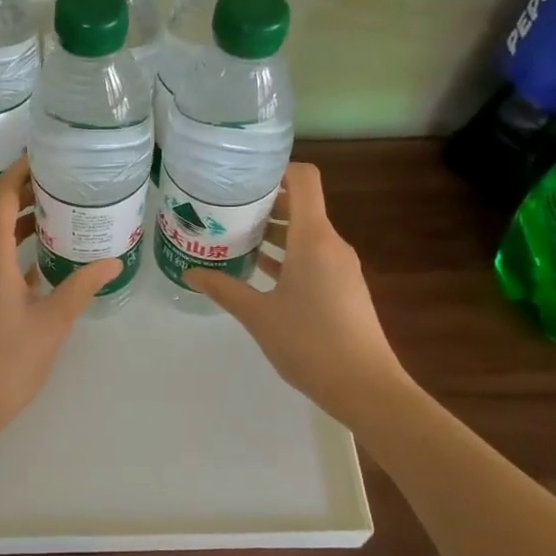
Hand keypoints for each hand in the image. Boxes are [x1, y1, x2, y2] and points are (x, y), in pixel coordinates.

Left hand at [0, 157, 118, 434]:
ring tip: (55, 208)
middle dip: (20, 189)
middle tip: (58, 179)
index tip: (45, 155)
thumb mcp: (53, 320)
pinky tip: (41, 253)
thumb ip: (82, 285)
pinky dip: (11, 244)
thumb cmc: (9, 360)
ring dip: (15, 216)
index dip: (18, 172)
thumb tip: (113, 260)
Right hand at [188, 162, 409, 424]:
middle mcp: (331, 244)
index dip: (276, 168)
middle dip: (263, 202)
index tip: (242, 174)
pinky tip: (258, 270)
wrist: (365, 387)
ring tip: (233, 236)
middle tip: (224, 207)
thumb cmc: (310, 343)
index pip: (304, 179)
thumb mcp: (258, 315)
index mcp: (313, 238)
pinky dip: (286, 255)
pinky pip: (312, 256)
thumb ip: (224, 288)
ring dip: (273, 231)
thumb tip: (190, 272)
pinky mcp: (343, 287)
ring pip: (305, 233)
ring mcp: (341, 266)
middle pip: (300, 204)